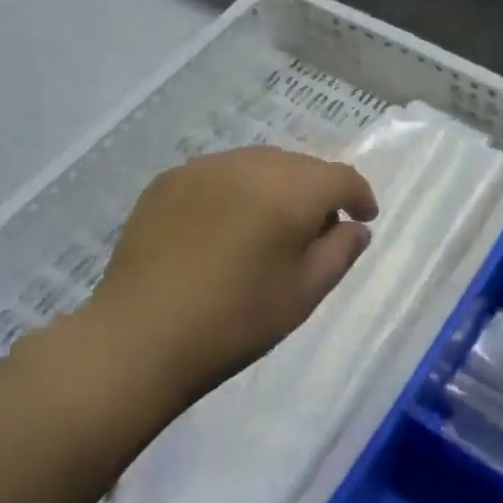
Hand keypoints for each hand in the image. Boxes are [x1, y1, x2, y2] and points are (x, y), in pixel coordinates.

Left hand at [61, 148, 377, 409]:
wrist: (139, 338)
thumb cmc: (235, 321)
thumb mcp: (304, 293)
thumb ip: (340, 251)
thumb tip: (354, 227)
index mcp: (288, 191)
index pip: (340, 177)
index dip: (359, 195)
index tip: (363, 219)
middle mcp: (248, 164)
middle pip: (300, 165)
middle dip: (318, 191)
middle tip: (317, 230)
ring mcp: (204, 168)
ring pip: (259, 164)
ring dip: (278, 186)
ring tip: (271, 226)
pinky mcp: (169, 180)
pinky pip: (221, 173)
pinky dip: (237, 190)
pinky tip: (226, 227)